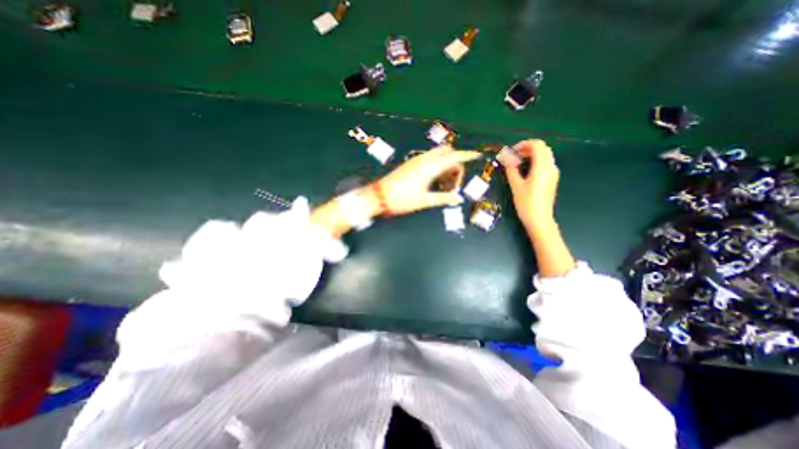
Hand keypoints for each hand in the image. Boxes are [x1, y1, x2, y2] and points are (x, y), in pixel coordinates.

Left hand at [375, 144, 478, 214]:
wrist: (378, 196)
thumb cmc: (401, 199)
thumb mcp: (424, 201)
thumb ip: (443, 198)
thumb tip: (459, 199)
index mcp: (430, 167)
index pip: (454, 157)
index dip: (467, 155)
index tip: (478, 154)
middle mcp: (424, 160)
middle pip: (447, 153)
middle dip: (455, 163)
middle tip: (454, 182)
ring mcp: (416, 160)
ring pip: (438, 156)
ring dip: (445, 165)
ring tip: (444, 185)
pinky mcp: (411, 164)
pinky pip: (429, 160)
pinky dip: (437, 166)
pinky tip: (434, 181)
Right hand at [505, 138, 559, 231]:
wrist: (539, 219)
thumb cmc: (526, 203)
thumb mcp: (516, 185)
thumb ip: (511, 169)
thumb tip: (506, 157)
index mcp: (542, 167)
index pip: (537, 145)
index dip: (524, 144)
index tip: (511, 151)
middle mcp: (550, 167)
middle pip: (542, 149)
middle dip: (527, 148)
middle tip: (513, 156)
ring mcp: (553, 173)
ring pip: (545, 156)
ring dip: (531, 155)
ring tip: (517, 162)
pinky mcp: (552, 179)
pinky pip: (545, 163)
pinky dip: (536, 161)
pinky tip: (525, 170)